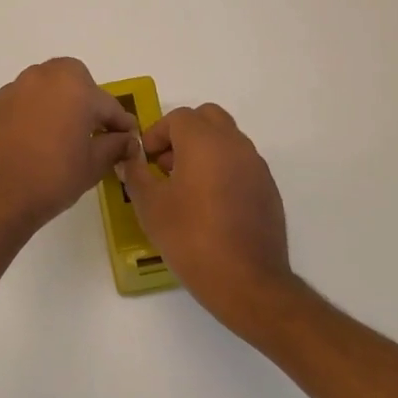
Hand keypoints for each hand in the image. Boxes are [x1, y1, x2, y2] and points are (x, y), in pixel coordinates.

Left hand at [0, 58, 136, 240]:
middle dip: (83, 99)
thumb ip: (114, 145)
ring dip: (52, 106)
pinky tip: (26, 146)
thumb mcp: (94, 165)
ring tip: (55, 137)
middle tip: (88, 130)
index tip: (126, 138)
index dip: (119, 123)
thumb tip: (126, 140)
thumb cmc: (54, 178)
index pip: (106, 103)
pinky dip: (25, 119)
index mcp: (73, 86)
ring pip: (40, 90)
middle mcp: (40, 78)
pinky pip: (16, 108)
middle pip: (71, 80)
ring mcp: (9, 91)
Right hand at [119, 103, 297, 338]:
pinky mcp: (268, 188)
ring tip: (186, 187)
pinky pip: (241, 163)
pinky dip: (223, 169)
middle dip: (184, 133)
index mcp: (204, 141)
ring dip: (204, 150)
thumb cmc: (191, 238)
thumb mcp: (150, 206)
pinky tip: (211, 205)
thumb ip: (135, 174)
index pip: (178, 117)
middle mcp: (234, 144)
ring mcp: (256, 165)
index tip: (146, 161)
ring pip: (227, 139)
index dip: (156, 134)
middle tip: (166, 164)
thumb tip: (129, 158)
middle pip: (208, 118)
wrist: (247, 281)